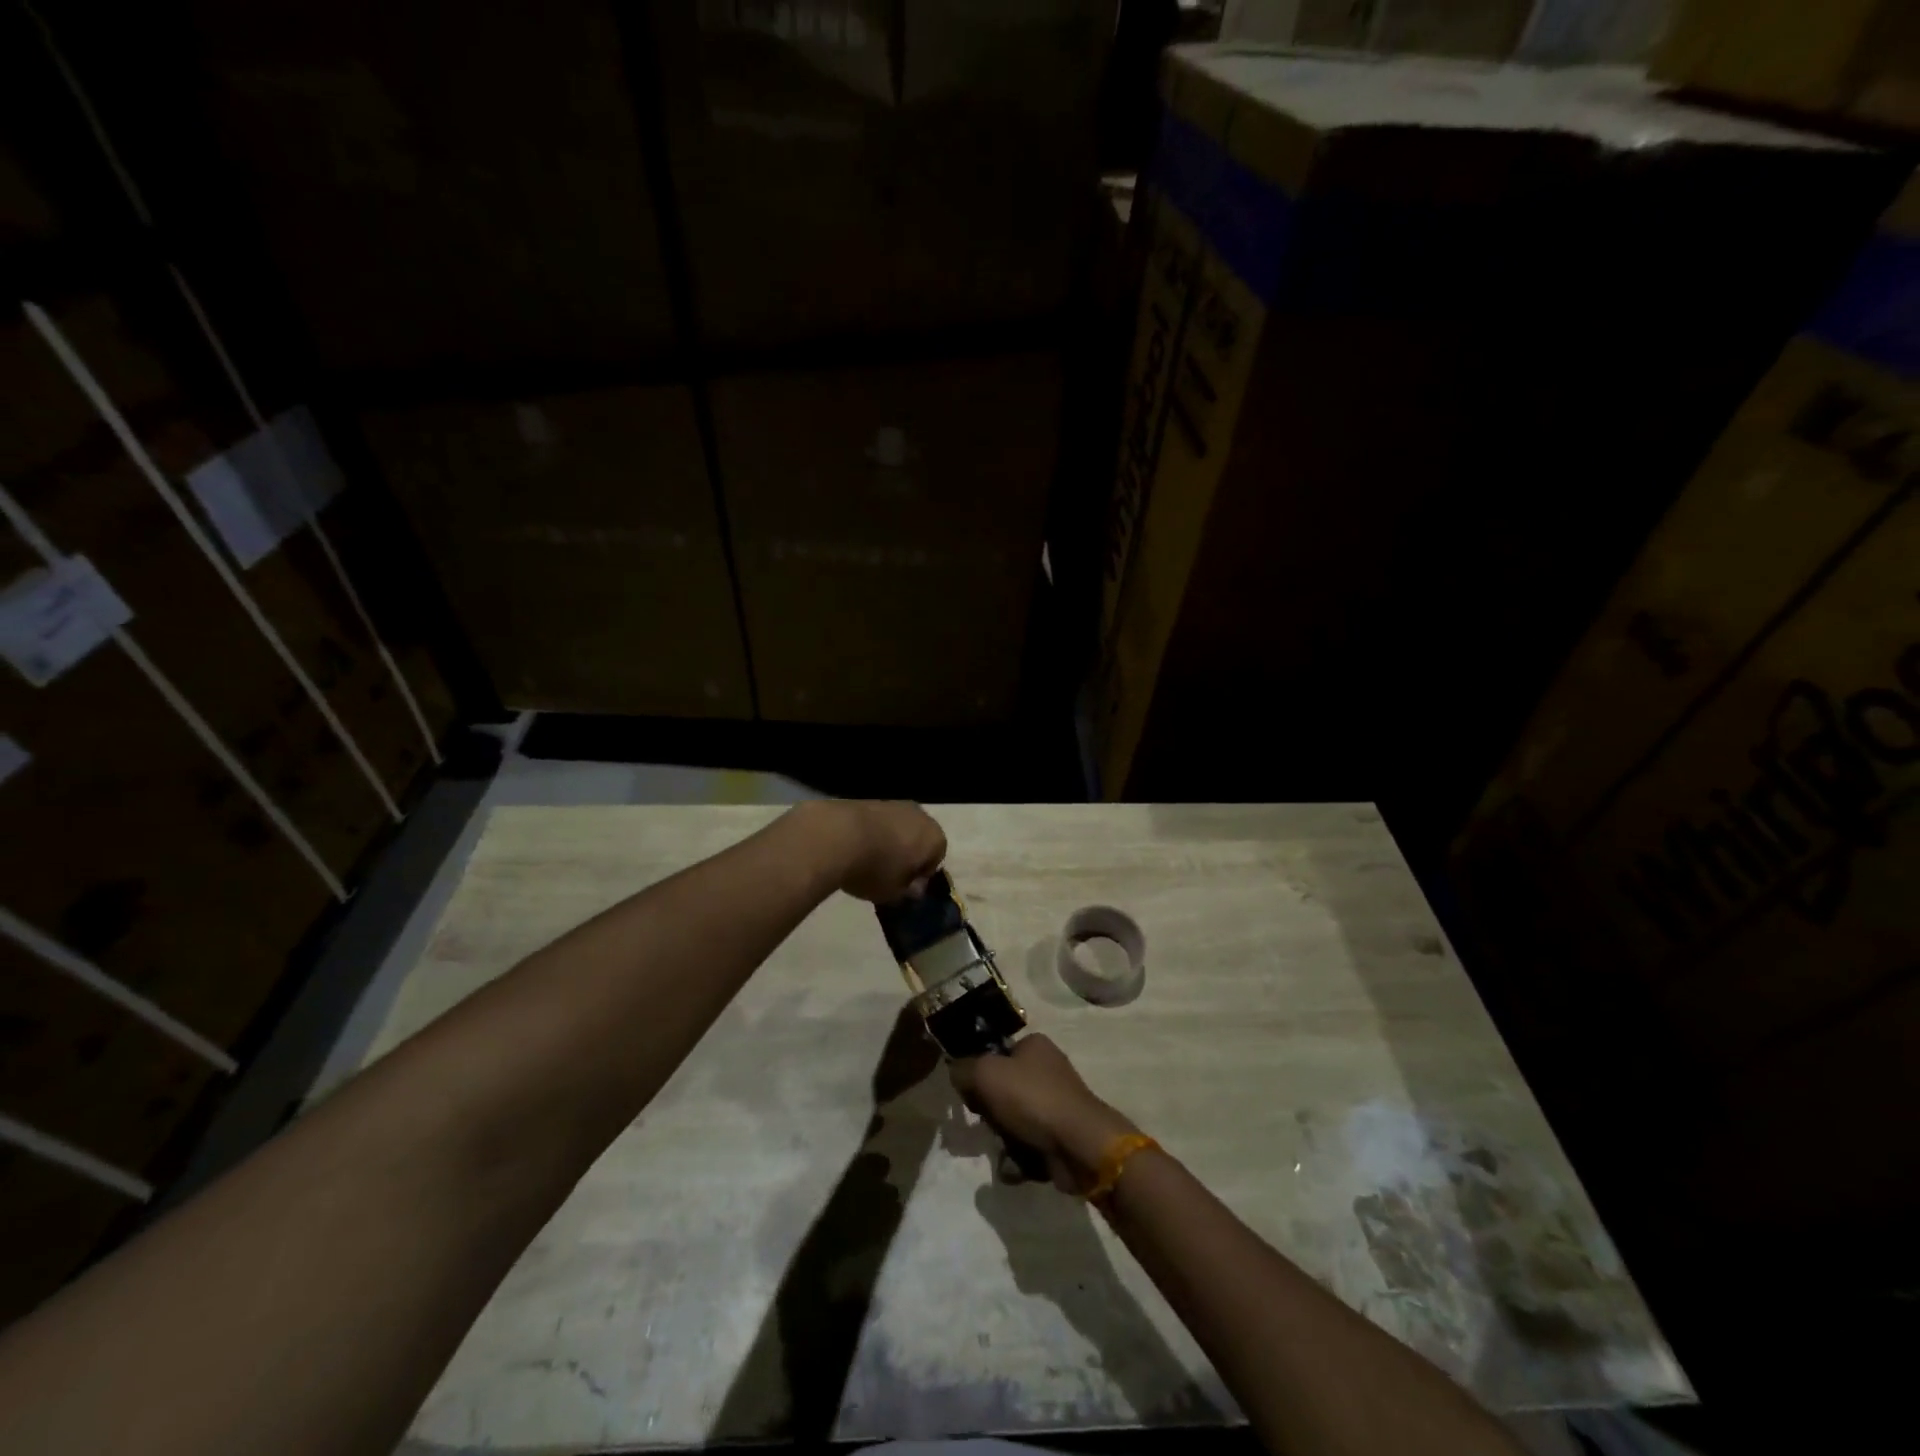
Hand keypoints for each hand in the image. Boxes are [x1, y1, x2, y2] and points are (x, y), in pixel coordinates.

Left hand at [804, 800, 946, 903]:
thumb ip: (907, 891)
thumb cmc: (876, 869)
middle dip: (907, 855)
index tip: (905, 888)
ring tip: (868, 861)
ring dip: (889, 842)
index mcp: (934, 838)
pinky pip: (877, 822)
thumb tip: (913, 888)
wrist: (837, 835)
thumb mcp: (894, 893)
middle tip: (889, 875)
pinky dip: (871, 833)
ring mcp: (893, 804)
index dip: (920, 876)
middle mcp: (920, 815)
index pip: (936, 859)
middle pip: (918, 839)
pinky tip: (855, 848)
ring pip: (897, 828)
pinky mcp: (867, 800)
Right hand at [950, 1034, 1138, 1194]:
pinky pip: (1028, 1145)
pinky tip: (1017, 1166)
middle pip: (1002, 1091)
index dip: (980, 1075)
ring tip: (1006, 1150)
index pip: (994, 1055)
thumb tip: (956, 1072)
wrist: (1080, 1144)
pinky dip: (1019, 1158)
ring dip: (1003, 1141)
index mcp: (1034, 1046)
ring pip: (1013, 1121)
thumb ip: (963, 1069)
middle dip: (992, 1115)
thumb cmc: (1032, 1099)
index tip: (973, 1095)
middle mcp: (1047, 1070)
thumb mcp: (986, 1073)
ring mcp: (1056, 1104)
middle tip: (990, 1125)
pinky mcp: (1061, 1136)